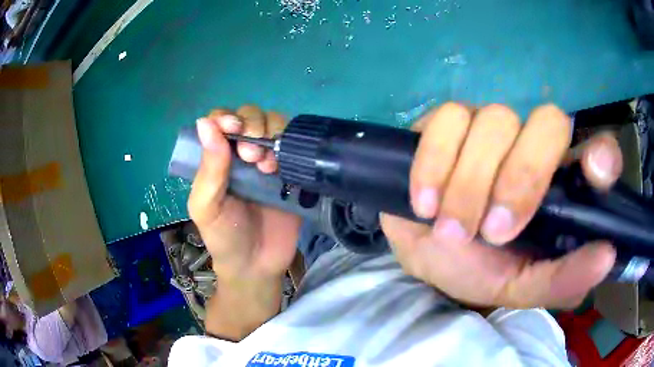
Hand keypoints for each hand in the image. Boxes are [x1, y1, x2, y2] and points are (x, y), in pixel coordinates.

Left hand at [188, 106, 300, 281]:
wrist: (257, 265)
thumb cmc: (224, 237)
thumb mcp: (206, 206)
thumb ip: (209, 168)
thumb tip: (205, 122)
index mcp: (217, 159)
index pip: (221, 121)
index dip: (228, 118)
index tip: (234, 129)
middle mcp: (241, 154)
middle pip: (250, 116)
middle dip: (252, 126)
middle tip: (250, 156)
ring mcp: (268, 162)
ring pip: (274, 125)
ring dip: (272, 134)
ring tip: (267, 165)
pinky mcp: (290, 174)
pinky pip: (294, 146)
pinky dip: (290, 147)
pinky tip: (282, 168)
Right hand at [381, 103, 621, 308]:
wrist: (424, 253)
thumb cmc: (478, 270)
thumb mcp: (520, 286)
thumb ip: (561, 280)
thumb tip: (606, 258)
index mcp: (561, 185)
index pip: (598, 153)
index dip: (602, 156)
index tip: (595, 173)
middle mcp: (534, 143)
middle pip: (548, 122)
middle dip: (523, 177)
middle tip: (493, 232)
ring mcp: (490, 125)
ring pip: (495, 120)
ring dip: (470, 184)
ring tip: (451, 230)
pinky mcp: (447, 121)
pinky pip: (447, 120)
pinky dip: (434, 164)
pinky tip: (426, 202)